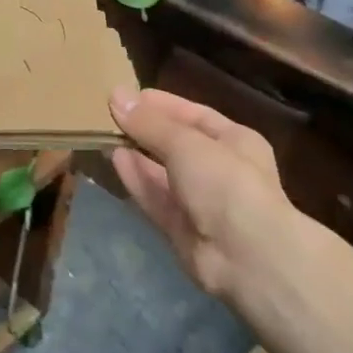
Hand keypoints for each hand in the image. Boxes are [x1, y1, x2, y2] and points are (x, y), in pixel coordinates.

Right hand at [108, 87, 290, 296]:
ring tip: (106, 135)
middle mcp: (220, 170)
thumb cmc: (225, 183)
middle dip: (147, 130)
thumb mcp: (187, 143)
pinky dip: (138, 181)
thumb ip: (150, 123)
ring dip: (138, 155)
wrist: (246, 256)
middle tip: (110, 114)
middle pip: (178, 145)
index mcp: (236, 141)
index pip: (195, 116)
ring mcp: (202, 202)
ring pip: (164, 174)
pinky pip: (156, 199)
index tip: (128, 96)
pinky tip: (115, 161)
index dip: (162, 105)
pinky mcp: (182, 229)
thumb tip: (117, 96)